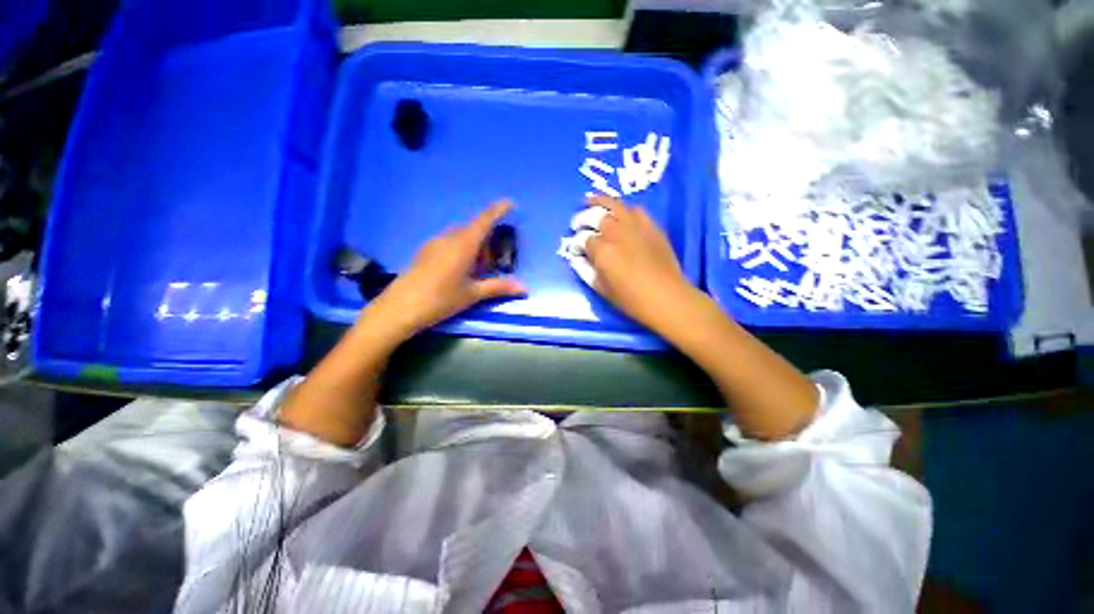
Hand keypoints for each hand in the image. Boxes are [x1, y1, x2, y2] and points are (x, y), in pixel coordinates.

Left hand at [364, 201, 526, 341]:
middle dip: (486, 240)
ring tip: (476, 270)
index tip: (510, 203)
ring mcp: (434, 244)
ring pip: (459, 237)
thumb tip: (524, 287)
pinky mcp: (425, 252)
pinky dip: (460, 250)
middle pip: (472, 229)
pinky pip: (448, 243)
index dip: (497, 210)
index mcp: (463, 244)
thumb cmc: (441, 298)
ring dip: (472, 247)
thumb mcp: (473, 294)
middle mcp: (448, 238)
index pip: (484, 221)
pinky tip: (459, 271)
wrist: (400, 308)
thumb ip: (499, 287)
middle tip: (493, 262)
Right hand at [583, 196, 695, 333]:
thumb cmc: (631, 299)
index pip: (583, 239)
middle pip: (595, 217)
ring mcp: (635, 227)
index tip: (575, 248)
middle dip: (582, 218)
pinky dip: (623, 208)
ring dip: (600, 201)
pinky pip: (635, 210)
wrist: (667, 298)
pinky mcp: (651, 227)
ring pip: (614, 205)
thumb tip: (576, 258)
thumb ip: (585, 271)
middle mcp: (617, 233)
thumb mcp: (602, 289)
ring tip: (590, 200)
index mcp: (602, 251)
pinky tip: (619, 212)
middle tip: (577, 224)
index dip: (576, 243)